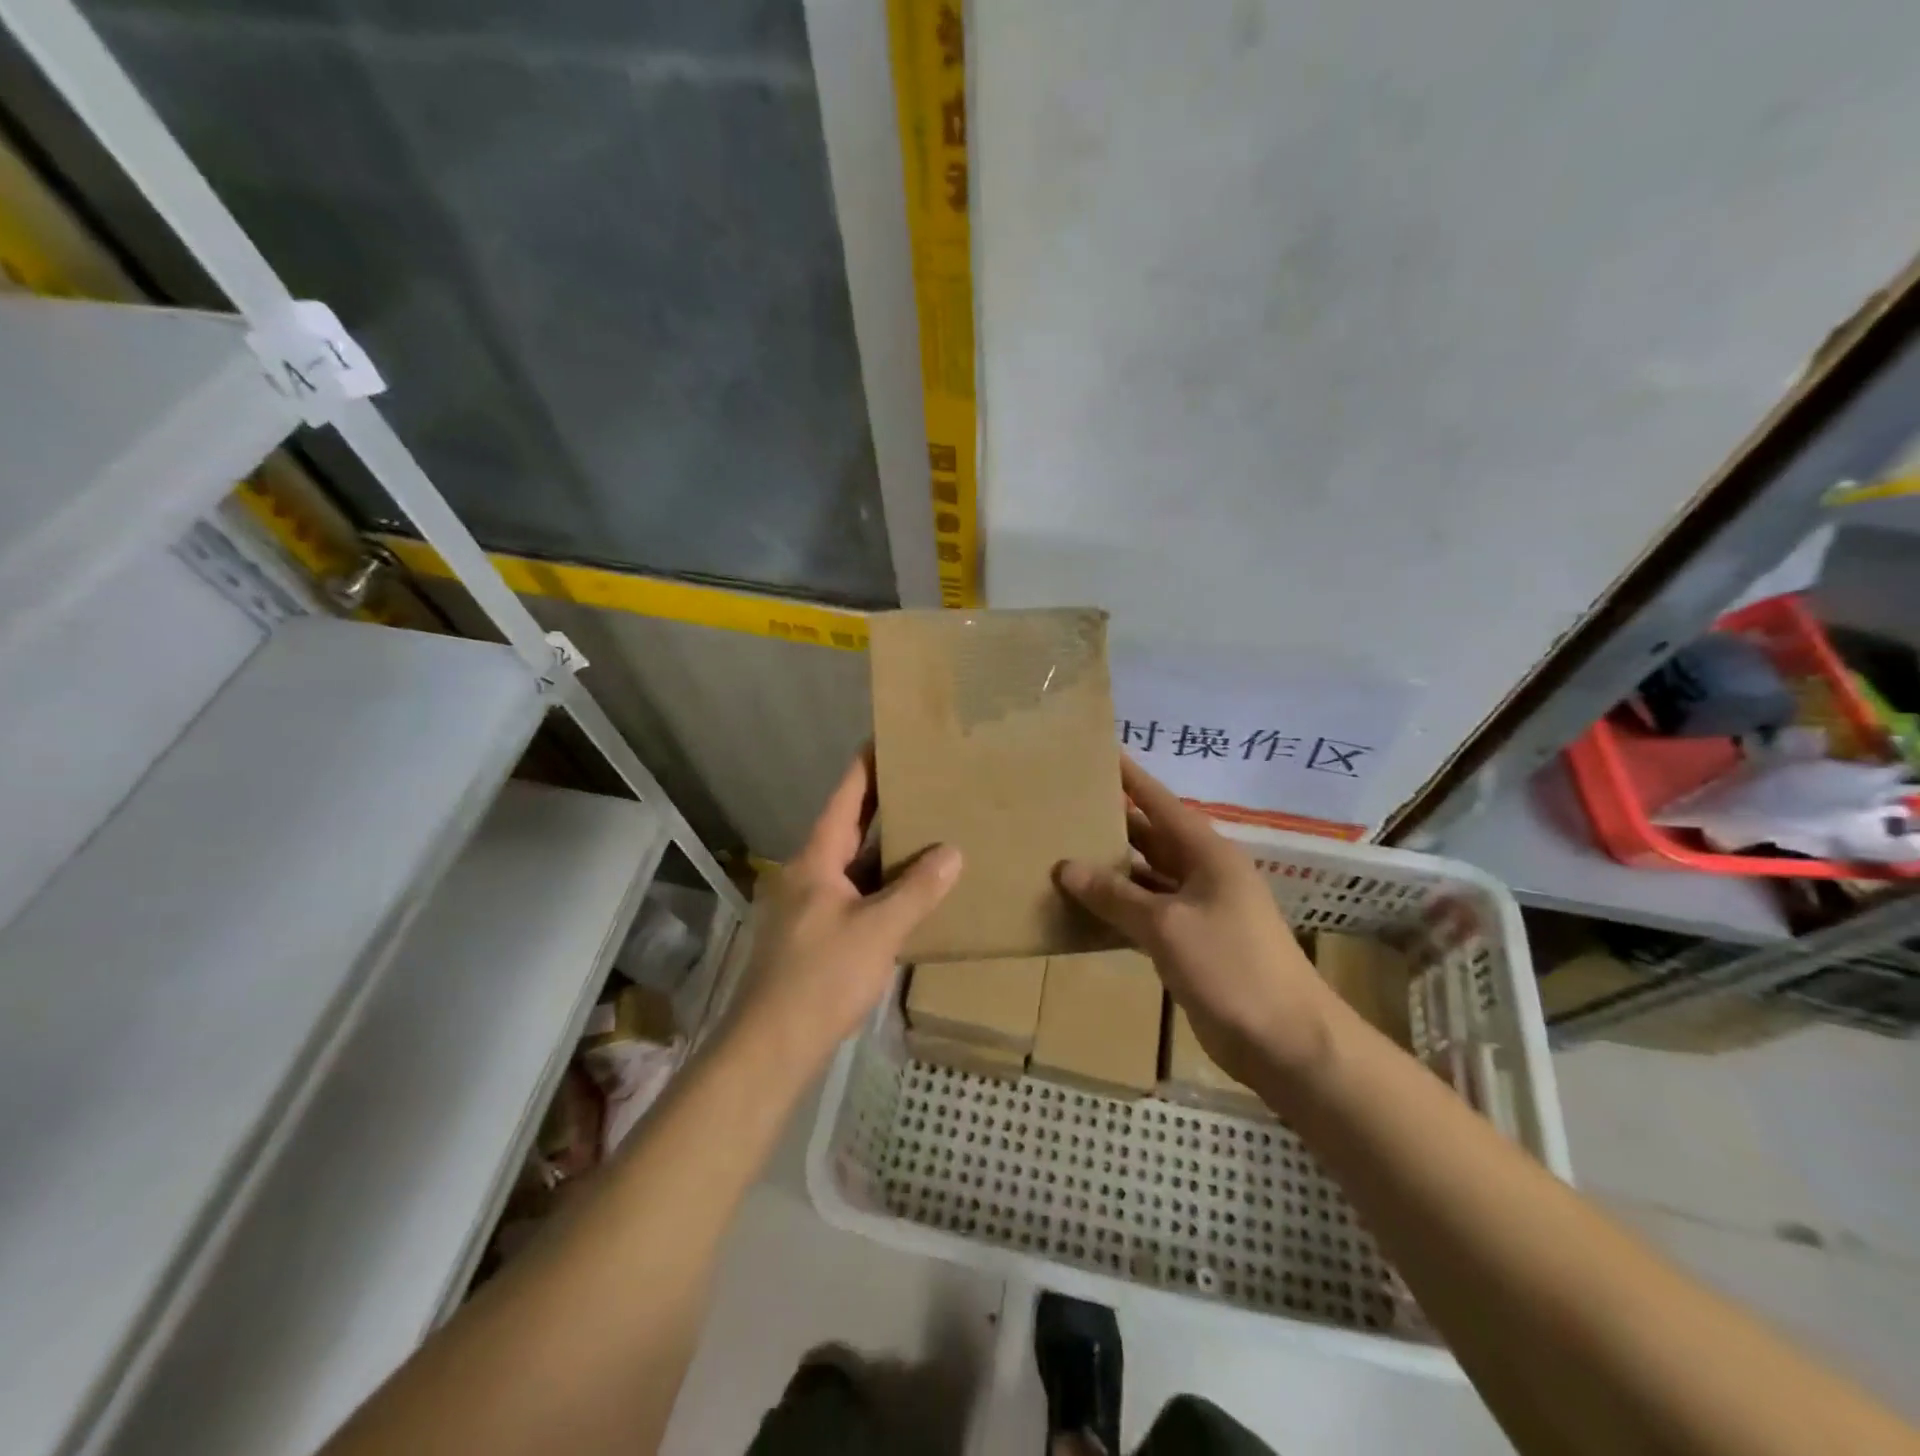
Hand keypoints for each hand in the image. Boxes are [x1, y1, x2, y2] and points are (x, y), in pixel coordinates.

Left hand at [725, 750, 961, 1076]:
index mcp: (816, 860)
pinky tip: (912, 891)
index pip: (844, 800)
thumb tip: (952, 852)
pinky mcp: (817, 936)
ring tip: (928, 829)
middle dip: (882, 805)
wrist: (772, 1046)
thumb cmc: (821, 978)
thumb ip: (917, 890)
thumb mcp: (877, 930)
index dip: (865, 767)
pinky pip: (856, 896)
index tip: (886, 738)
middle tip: (922, 781)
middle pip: (849, 829)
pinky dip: (882, 887)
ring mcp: (811, 907)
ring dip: (885, 850)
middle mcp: (809, 875)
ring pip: (854, 866)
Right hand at [1057, 757, 1340, 1097]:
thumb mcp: (1166, 925)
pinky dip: (1119, 911)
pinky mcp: (1192, 944)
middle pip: (1151, 839)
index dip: (1131, 778)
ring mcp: (1199, 910)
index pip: (1160, 803)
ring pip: (1146, 879)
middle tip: (1065, 809)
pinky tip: (1084, 910)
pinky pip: (1148, 915)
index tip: (1100, 753)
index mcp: (1207, 853)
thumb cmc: (1230, 966)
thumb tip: (1065, 867)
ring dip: (1111, 872)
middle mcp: (1203, 874)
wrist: (1285, 1041)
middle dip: (1112, 825)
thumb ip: (1115, 895)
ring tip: (1062, 855)